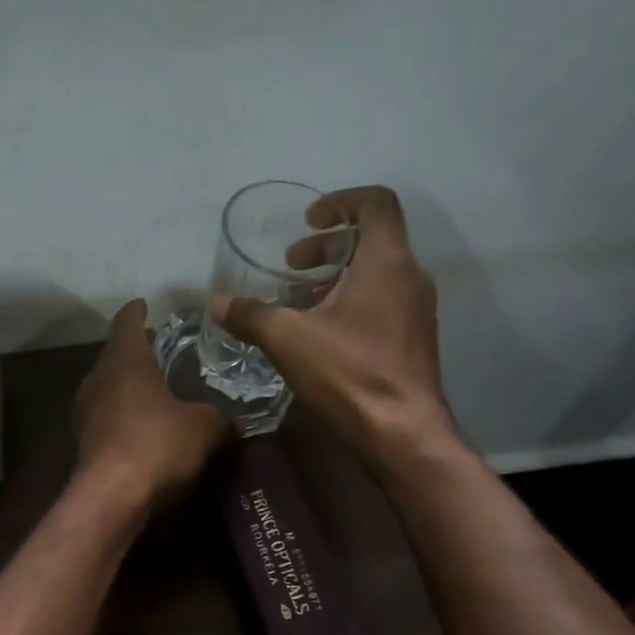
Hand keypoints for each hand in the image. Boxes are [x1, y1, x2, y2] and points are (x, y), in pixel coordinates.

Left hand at [75, 299, 232, 505]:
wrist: (112, 497)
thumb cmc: (157, 444)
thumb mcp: (205, 427)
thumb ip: (220, 417)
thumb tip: (231, 421)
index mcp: (125, 360)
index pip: (127, 322)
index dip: (138, 311)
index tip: (146, 304)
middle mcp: (98, 378)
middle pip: (115, 354)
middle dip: (137, 349)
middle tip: (161, 348)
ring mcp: (86, 410)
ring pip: (108, 385)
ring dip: (128, 383)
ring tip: (156, 386)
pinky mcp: (85, 440)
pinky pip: (107, 415)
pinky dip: (124, 412)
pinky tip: (144, 424)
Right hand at [211, 185, 452, 466]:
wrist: (402, 433)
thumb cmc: (349, 373)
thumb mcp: (288, 340)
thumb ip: (251, 315)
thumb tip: (216, 304)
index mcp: (387, 261)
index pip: (376, 202)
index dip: (340, 201)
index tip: (308, 222)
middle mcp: (411, 276)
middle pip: (374, 238)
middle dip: (328, 245)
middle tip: (292, 265)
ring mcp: (418, 309)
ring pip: (379, 272)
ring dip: (339, 275)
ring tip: (301, 300)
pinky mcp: (415, 338)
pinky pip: (384, 300)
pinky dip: (353, 300)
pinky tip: (322, 333)